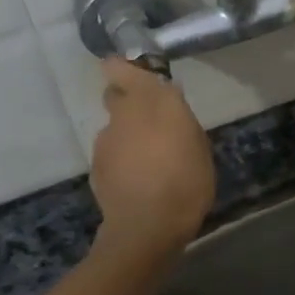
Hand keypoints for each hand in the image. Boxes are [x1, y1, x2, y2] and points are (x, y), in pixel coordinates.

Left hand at [90, 58, 214, 253]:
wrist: (147, 226)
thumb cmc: (186, 181)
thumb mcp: (198, 145)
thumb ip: (180, 120)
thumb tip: (169, 109)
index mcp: (152, 100)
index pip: (121, 68)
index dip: (124, 68)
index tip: (138, 75)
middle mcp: (123, 113)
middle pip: (116, 95)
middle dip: (129, 102)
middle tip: (151, 122)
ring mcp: (105, 140)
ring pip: (114, 127)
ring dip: (128, 135)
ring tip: (149, 160)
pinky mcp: (96, 166)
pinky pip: (111, 153)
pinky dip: (121, 160)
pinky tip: (138, 180)